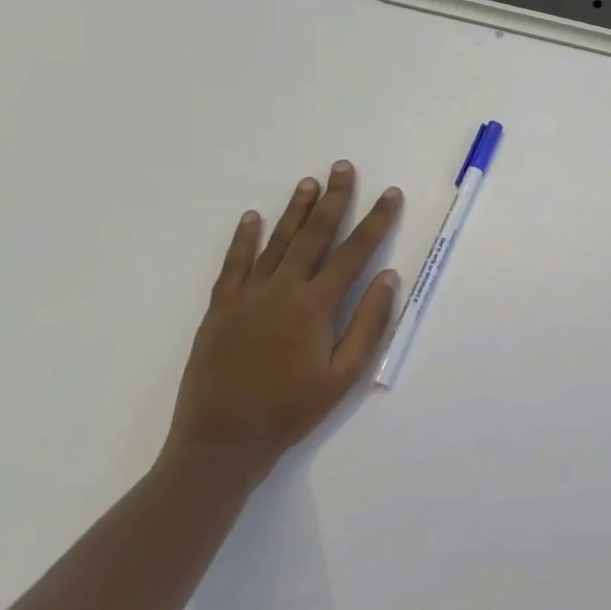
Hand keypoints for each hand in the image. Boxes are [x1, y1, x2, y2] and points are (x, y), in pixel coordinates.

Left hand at [164, 161, 403, 482]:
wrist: (221, 442)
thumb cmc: (292, 409)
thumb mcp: (344, 374)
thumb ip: (368, 323)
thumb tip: (387, 276)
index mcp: (316, 305)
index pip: (354, 251)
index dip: (376, 220)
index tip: (390, 194)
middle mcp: (282, 290)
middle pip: (314, 235)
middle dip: (334, 199)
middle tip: (344, 167)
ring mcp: (247, 297)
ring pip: (277, 242)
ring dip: (295, 210)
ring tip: (309, 182)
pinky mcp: (220, 309)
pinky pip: (234, 265)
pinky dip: (244, 239)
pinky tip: (252, 217)